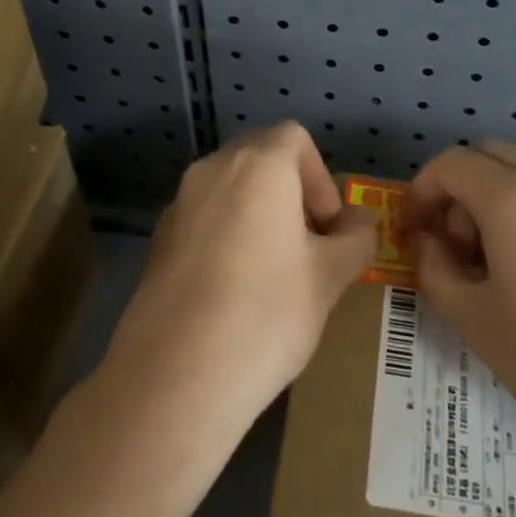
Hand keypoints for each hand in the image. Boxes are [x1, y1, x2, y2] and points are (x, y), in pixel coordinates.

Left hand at [98, 122, 376, 431]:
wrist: (175, 378)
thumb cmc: (267, 313)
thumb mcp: (330, 277)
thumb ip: (355, 238)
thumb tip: (358, 222)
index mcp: (257, 166)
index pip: (295, 138)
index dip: (320, 178)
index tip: (327, 228)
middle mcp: (212, 170)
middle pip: (260, 159)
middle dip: (291, 193)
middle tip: (307, 247)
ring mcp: (178, 205)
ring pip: (230, 190)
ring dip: (258, 214)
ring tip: (273, 273)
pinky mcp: (157, 241)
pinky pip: (204, 220)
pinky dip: (226, 236)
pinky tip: (233, 292)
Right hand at [402, 142, 515, 459]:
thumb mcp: (476, 321)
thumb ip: (436, 270)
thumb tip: (429, 243)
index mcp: (515, 196)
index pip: (450, 163)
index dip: (420, 192)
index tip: (413, 233)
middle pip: (489, 157)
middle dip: (459, 191)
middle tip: (454, 247)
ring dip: (494, 202)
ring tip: (493, 267)